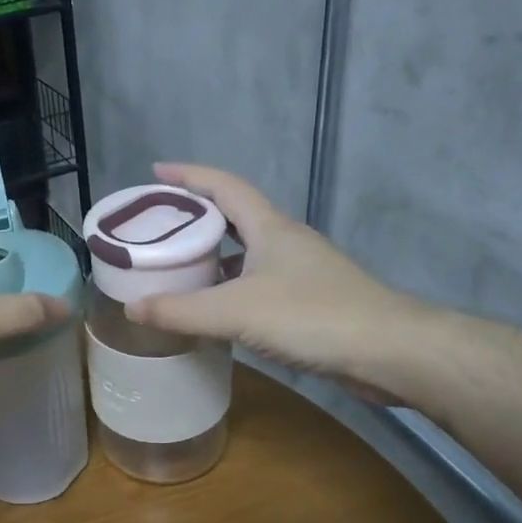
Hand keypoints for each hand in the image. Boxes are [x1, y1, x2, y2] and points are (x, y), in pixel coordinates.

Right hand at [125, 163, 429, 403]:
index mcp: (269, 227)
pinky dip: (230, 286)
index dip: (188, 175)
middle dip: (195, 215)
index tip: (156, 171)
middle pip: (233, 216)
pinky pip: (257, 281)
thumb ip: (180, 311)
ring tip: (177, 264)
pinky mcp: (310, 300)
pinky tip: (216, 308)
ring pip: (246, 251)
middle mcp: (285, 241)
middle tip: (157, 225)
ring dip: (213, 253)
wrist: (389, 351)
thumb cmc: (311, 316)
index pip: (223, 185)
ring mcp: (300, 270)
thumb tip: (131, 308)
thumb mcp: (235, 312)